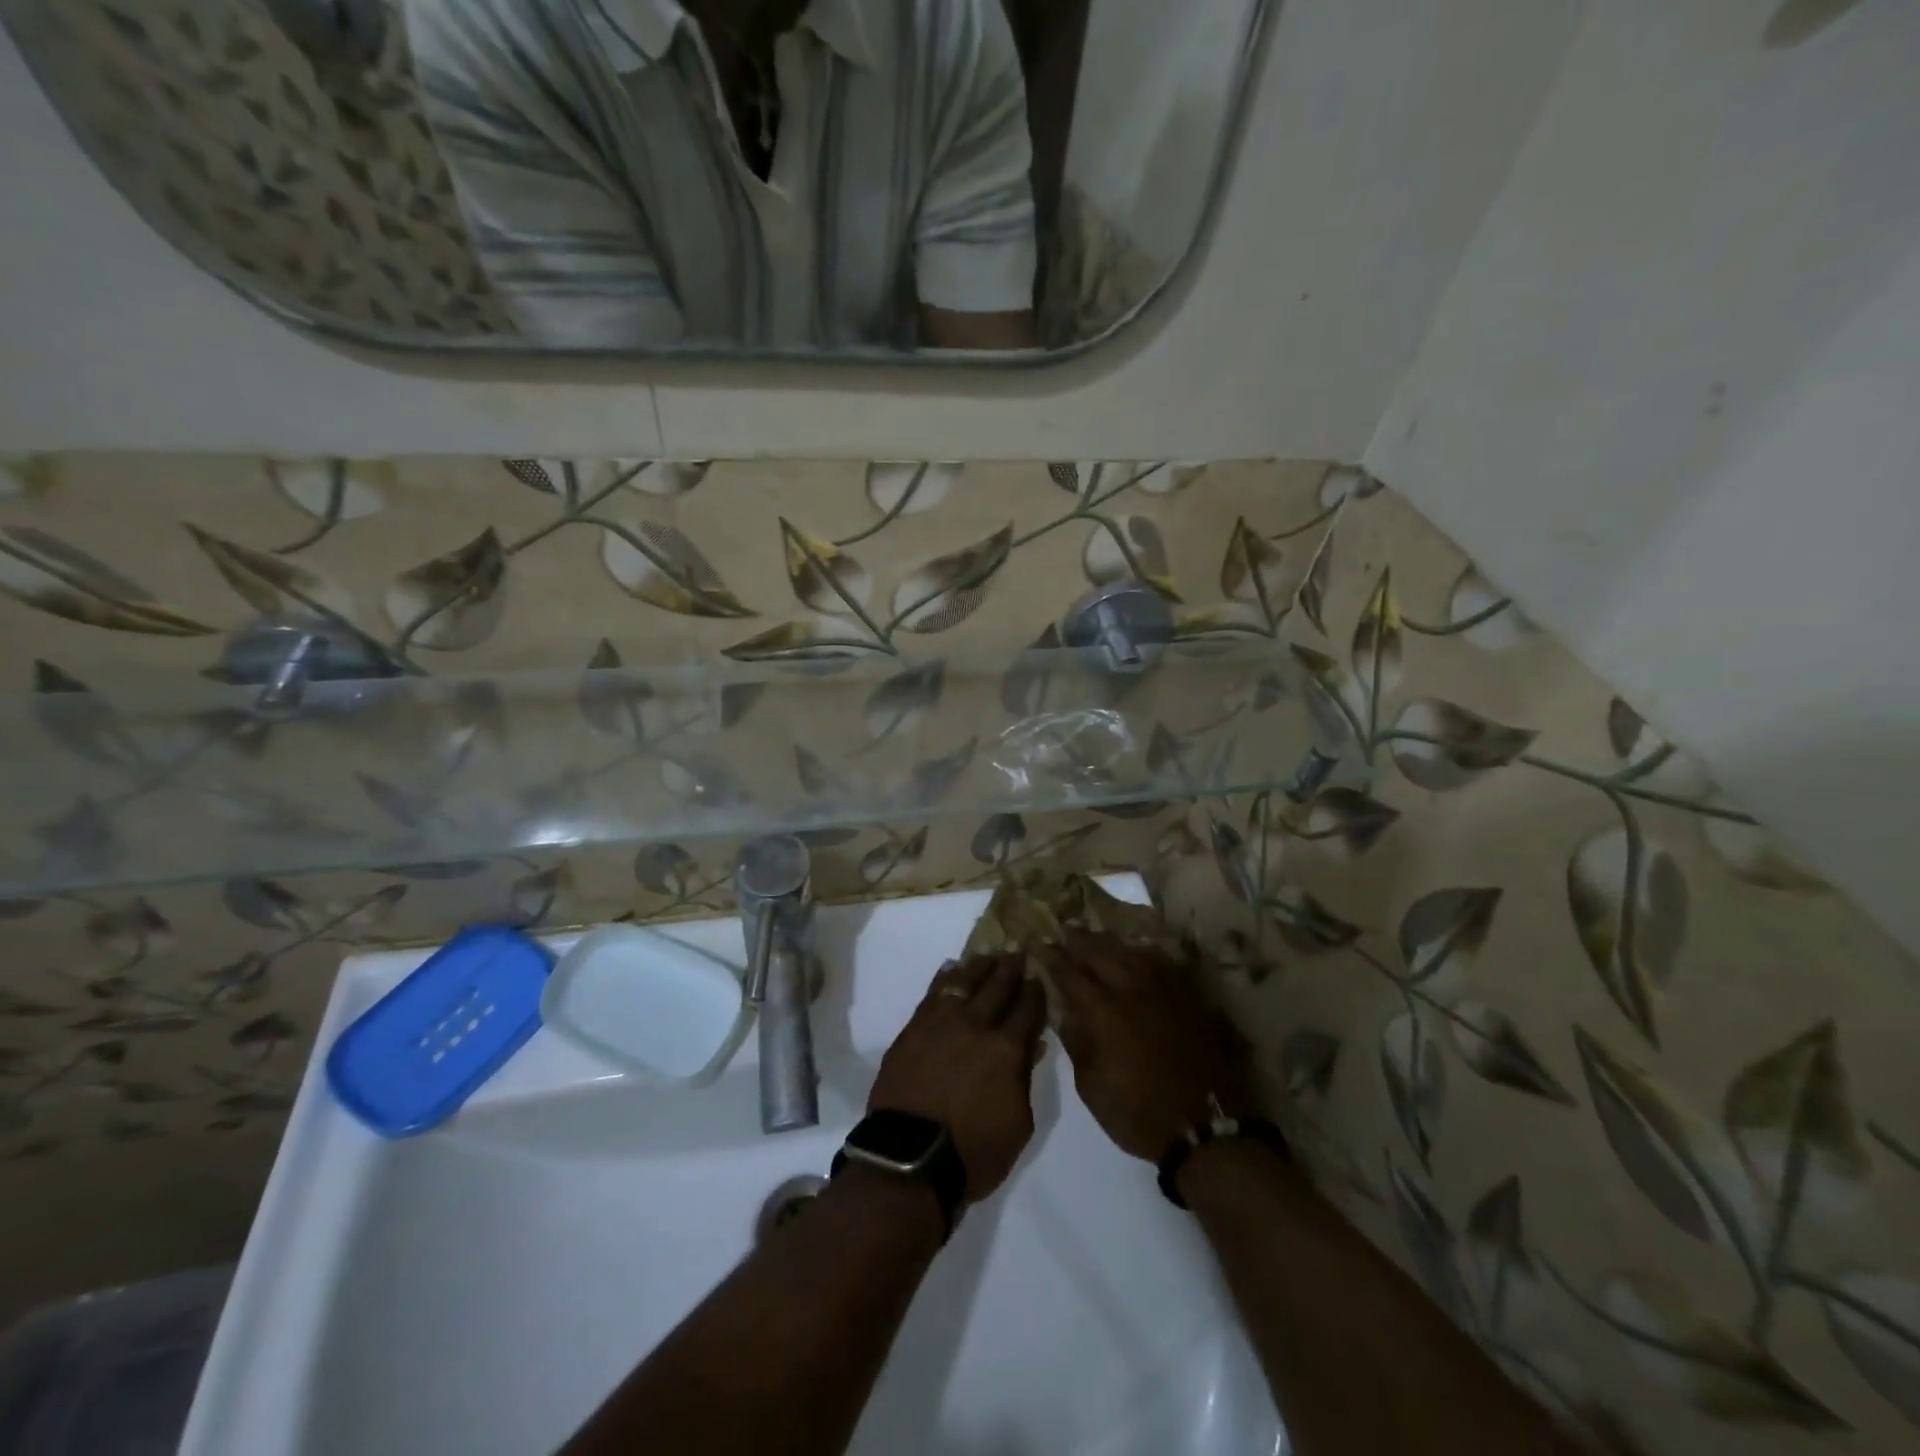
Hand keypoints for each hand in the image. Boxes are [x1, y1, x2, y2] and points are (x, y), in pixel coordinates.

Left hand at [869, 953, 1046, 1204]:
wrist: (909, 1158)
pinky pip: (932, 994)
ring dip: (979, 966)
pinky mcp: (913, 1029)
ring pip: (964, 982)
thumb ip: (1025, 1080)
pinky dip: (944, 978)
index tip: (1039, 974)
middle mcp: (976, 1026)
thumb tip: (1030, 1046)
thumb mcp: (1018, 1125)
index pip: (1027, 1009)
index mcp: (1006, 1049)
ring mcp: (941, 1023)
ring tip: (989, 955)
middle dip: (1011, 968)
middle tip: (1018, 951)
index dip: (1035, 990)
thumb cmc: (973, 1152)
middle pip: (997, 987)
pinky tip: (951, 968)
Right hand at [1042, 930, 1254, 1162]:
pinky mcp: (1186, 995)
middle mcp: (1129, 988)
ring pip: (1130, 950)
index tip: (1038, 943)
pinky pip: (1160, 961)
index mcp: (1101, 1010)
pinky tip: (1136, 952)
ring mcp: (1161, 988)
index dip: (1051, 956)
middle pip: (1098, 951)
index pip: (1068, 972)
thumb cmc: (1136, 1113)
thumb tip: (1064, 1010)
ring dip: (1108, 941)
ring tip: (1096, 936)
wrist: (1202, 1126)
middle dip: (1078, 938)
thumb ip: (1075, 1041)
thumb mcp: (1090, 1086)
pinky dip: (1142, 952)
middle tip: (1065, 929)